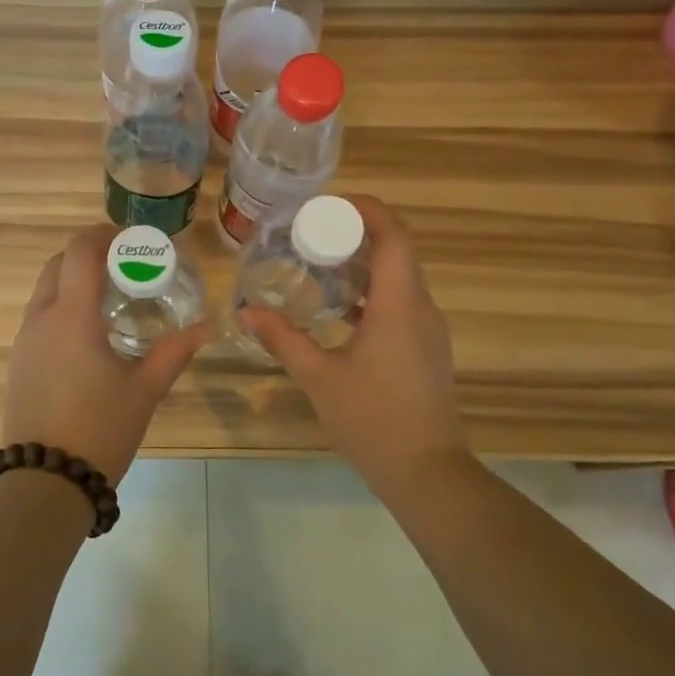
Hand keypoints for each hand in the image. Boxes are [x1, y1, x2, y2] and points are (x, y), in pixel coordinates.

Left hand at [3, 224, 209, 483]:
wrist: (45, 481)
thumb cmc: (99, 429)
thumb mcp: (144, 390)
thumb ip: (174, 352)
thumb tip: (206, 327)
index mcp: (71, 316)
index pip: (79, 250)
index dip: (104, 234)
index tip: (132, 240)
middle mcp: (41, 319)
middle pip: (58, 264)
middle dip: (89, 254)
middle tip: (124, 267)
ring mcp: (24, 341)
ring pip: (45, 290)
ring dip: (73, 281)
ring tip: (110, 299)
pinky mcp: (17, 363)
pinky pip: (38, 317)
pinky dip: (62, 307)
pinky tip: (88, 335)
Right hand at [239, 196, 471, 500]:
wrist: (426, 471)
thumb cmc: (373, 418)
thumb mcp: (319, 376)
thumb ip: (283, 339)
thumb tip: (247, 310)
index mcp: (399, 304)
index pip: (392, 235)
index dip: (364, 209)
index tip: (326, 204)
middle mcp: (421, 307)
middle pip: (396, 250)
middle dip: (356, 233)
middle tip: (310, 232)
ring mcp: (428, 329)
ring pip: (399, 277)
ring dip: (363, 263)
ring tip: (318, 263)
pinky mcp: (425, 348)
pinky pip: (400, 302)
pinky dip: (370, 292)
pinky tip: (336, 308)